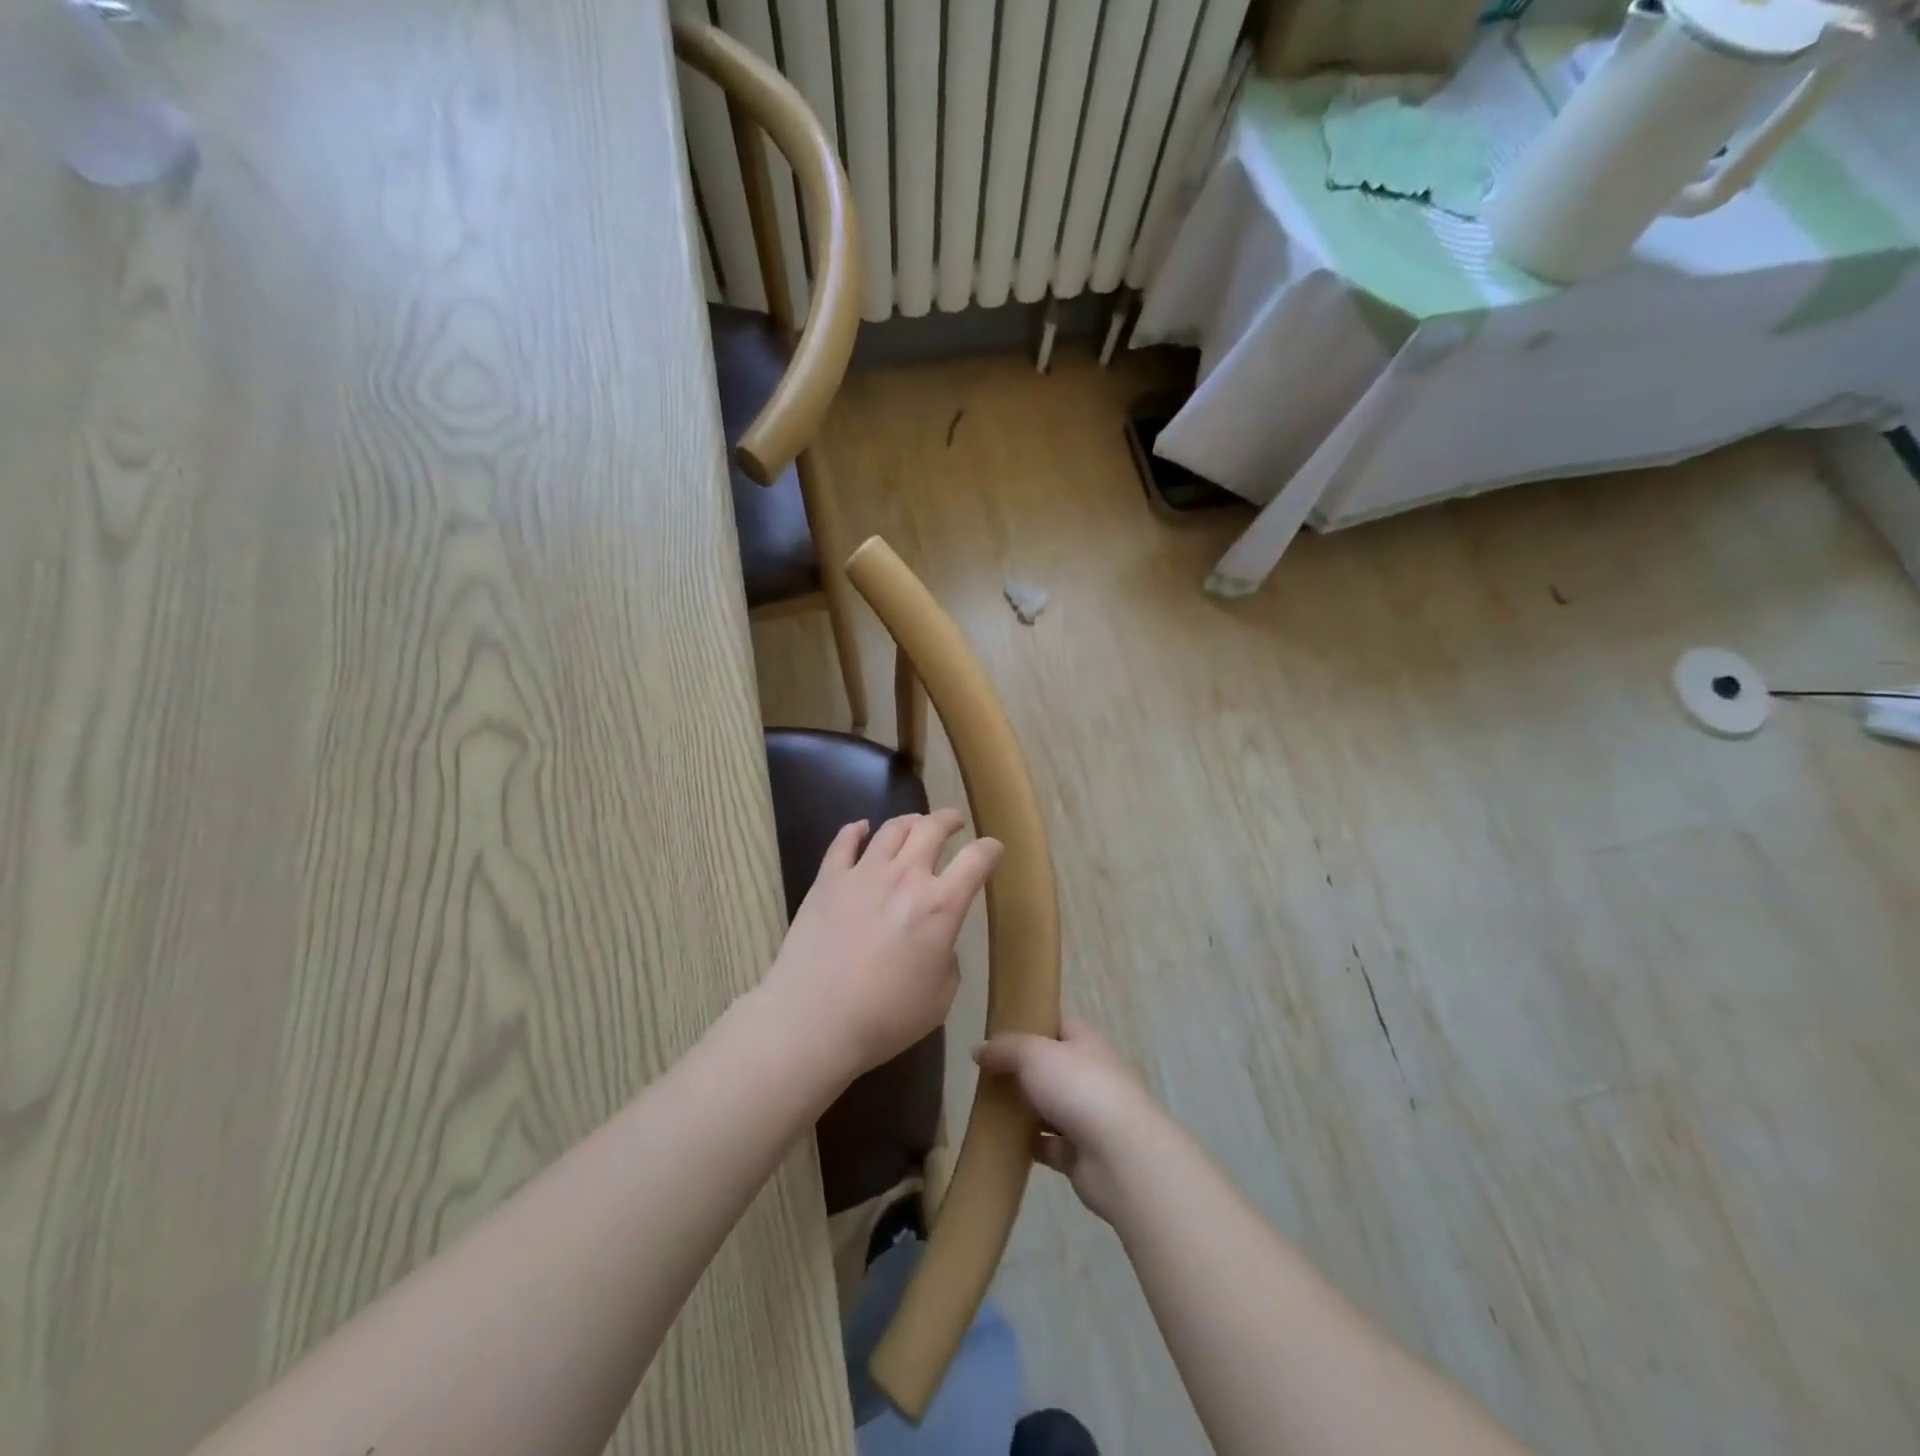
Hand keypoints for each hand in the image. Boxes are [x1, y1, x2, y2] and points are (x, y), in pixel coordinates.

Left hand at [764, 810, 1001, 1082]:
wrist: (813, 1021)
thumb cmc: (884, 1018)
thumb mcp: (940, 997)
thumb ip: (946, 957)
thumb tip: (935, 940)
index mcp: (940, 906)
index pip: (976, 859)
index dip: (990, 849)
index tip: (993, 849)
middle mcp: (905, 877)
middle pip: (932, 828)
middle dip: (949, 820)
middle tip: (954, 823)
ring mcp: (863, 874)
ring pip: (891, 828)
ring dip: (910, 821)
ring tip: (915, 824)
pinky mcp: (827, 880)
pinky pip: (843, 842)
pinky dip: (855, 830)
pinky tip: (860, 829)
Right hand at [974, 1017, 1167, 1222]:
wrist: (1120, 1156)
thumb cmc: (1079, 1088)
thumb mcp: (1034, 1053)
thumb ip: (1005, 1049)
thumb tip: (979, 1050)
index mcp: (1085, 1042)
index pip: (1057, 1023)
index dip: (1030, 1023)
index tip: (997, 1031)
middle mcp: (1090, 1074)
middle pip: (1050, 1066)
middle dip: (1020, 1070)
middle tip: (984, 1073)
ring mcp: (1087, 1115)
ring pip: (1048, 1107)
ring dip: (1023, 1109)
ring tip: (986, 1107)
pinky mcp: (1081, 1154)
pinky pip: (1048, 1145)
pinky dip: (1028, 1145)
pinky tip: (1002, 1143)